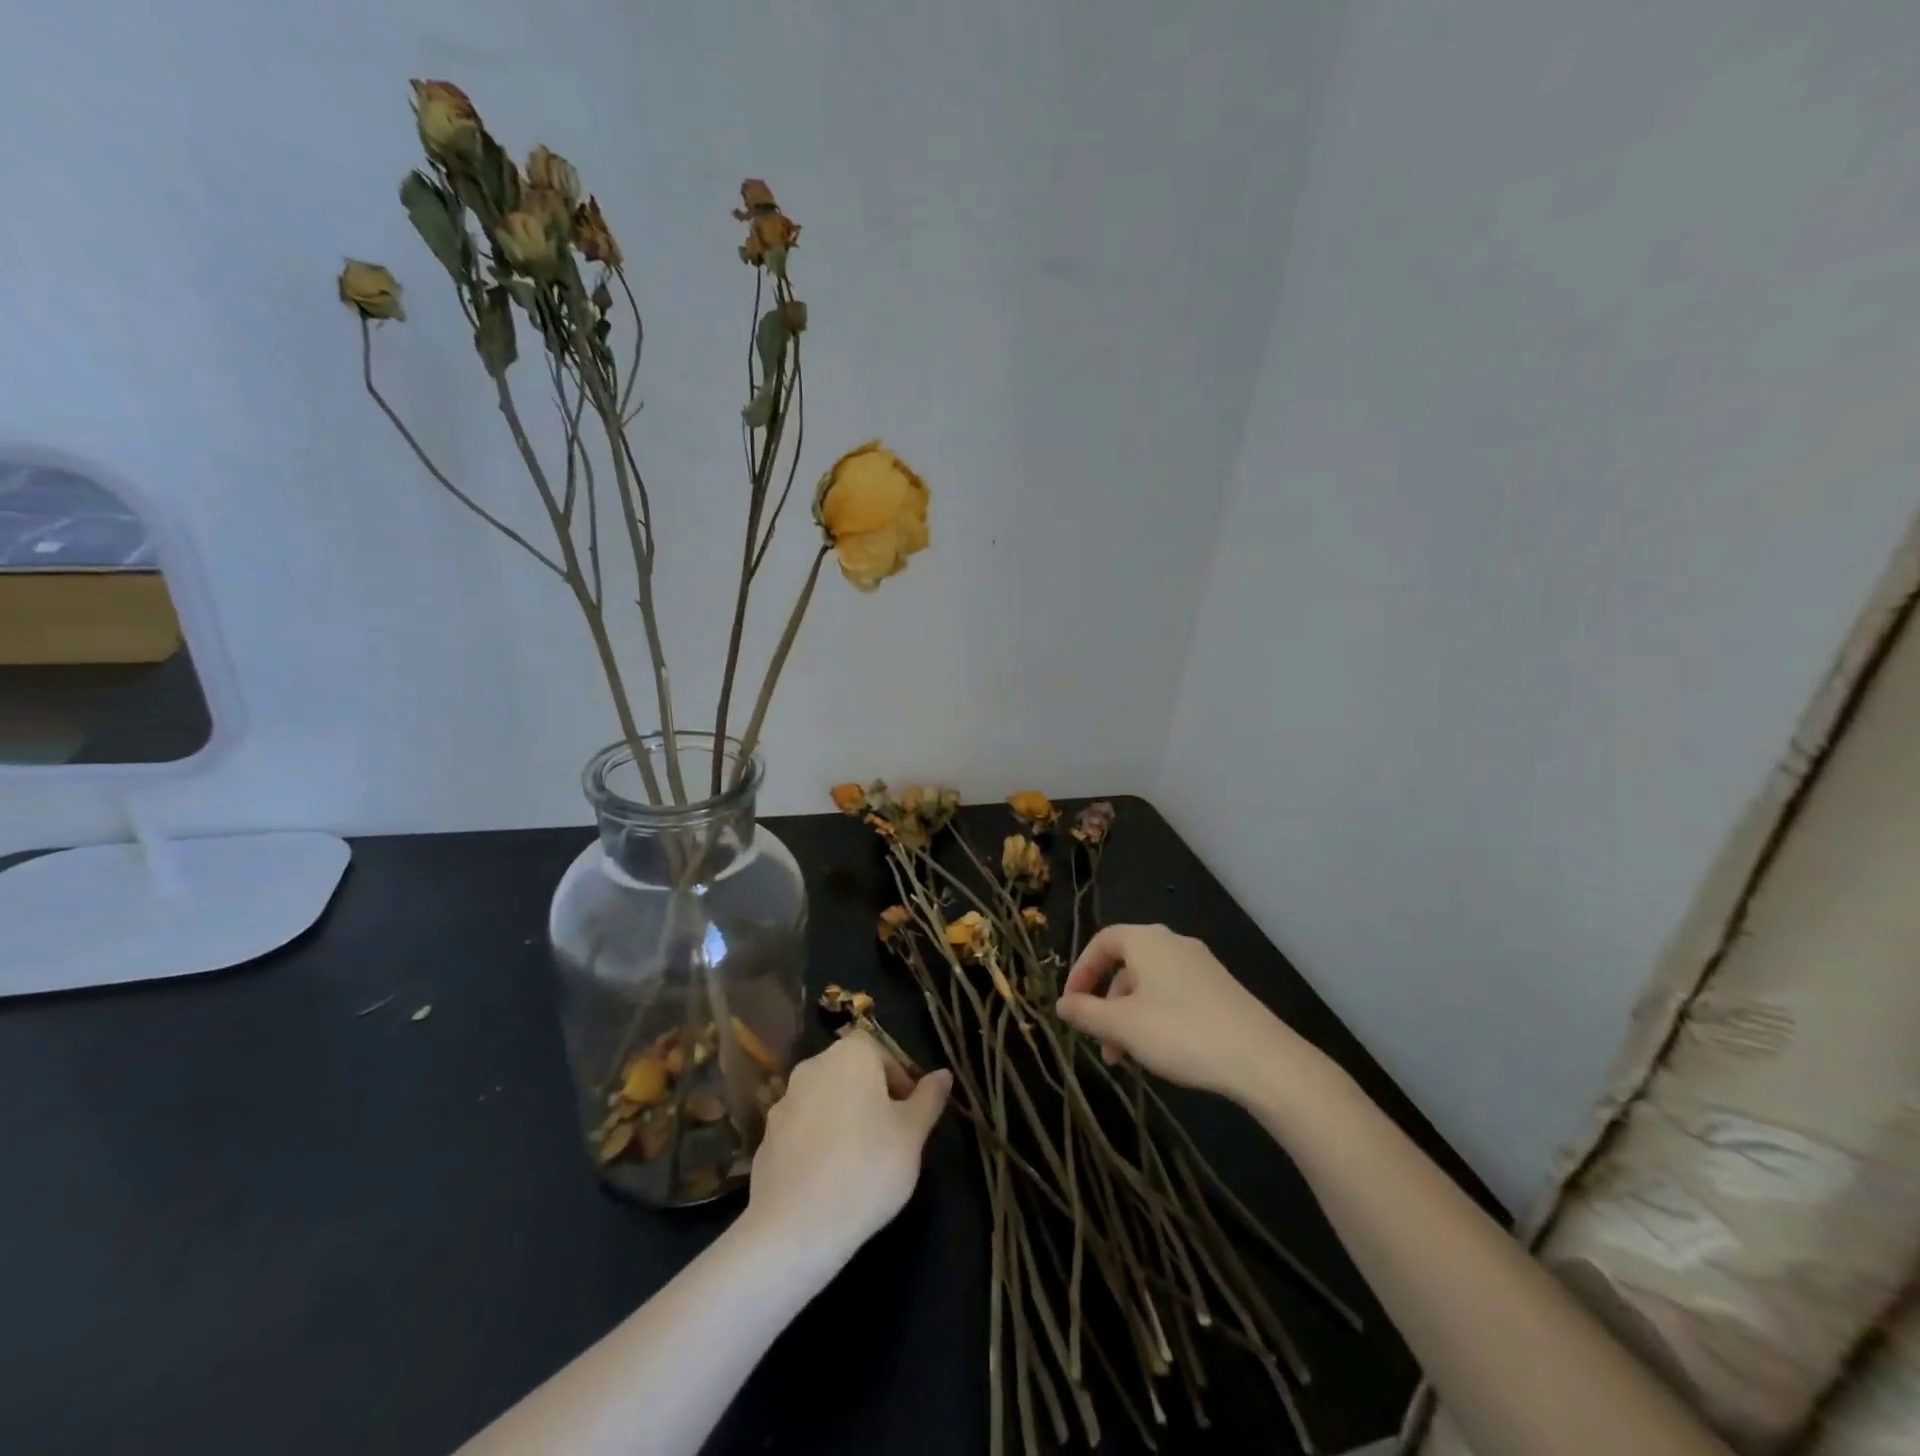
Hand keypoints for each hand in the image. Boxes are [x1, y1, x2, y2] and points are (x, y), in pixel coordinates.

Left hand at [743, 1030, 951, 1268]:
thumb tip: (943, 1074)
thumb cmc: (867, 1168)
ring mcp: (783, 1103)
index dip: (899, 1079)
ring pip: (825, 1102)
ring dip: (843, 1120)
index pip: (880, 1051)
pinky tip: (830, 1181)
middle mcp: (812, 1067)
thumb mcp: (912, 1134)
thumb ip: (929, 1099)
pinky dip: (817, 1145)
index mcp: (850, 1055)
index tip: (910, 1114)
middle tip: (891, 1138)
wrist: (795, 1227)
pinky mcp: (766, 1140)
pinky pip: (802, 1132)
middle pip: (850, 1073)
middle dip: (871, 1098)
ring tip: (861, 1163)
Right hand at [1055, 924, 1318, 1101]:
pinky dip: (1157, 1017)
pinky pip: (1175, 995)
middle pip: (1127, 965)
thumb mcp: (1122, 1027)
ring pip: (1151, 985)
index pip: (1102, 942)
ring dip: (1131, 1017)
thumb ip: (1086, 1013)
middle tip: (1100, 1042)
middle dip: (1107, 1004)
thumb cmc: (1180, 1033)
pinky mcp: (1222, 989)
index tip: (1072, 1005)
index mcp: (1146, 940)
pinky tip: (1162, 1052)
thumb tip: (1061, 1004)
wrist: (1262, 1059)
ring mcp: (1201, 965)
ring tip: (1128, 1059)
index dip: (1081, 971)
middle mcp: (1173, 943)